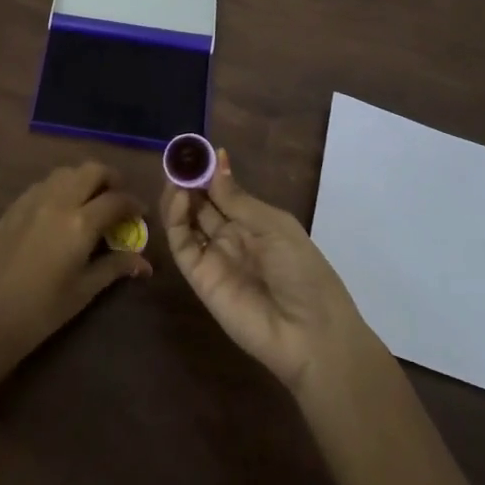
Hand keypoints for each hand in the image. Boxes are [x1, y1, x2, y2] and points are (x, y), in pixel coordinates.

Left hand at [0, 162, 150, 369]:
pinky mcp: (13, 206)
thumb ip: (114, 268)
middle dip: (110, 179)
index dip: (133, 204)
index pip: (116, 199)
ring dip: (83, 180)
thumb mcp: (83, 291)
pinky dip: (59, 188)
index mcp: (80, 223)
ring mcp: (32, 200)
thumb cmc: (41, 312)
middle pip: (91, 170)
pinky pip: (43, 184)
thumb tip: (144, 262)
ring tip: (89, 202)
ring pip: (66, 172)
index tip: (140, 214)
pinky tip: (60, 211)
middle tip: (117, 199)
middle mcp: (58, 201)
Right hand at [162, 150, 367, 391]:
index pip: (223, 191)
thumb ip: (237, 198)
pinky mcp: (199, 278)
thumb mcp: (274, 226)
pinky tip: (179, 198)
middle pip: (202, 204)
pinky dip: (175, 220)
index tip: (194, 150)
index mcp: (255, 223)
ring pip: (187, 221)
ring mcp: (214, 257)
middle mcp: (231, 237)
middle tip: (176, 158)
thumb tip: (216, 159)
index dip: (209, 171)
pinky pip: (182, 245)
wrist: (310, 334)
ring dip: (178, 197)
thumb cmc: (303, 271)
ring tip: (175, 176)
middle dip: (189, 181)